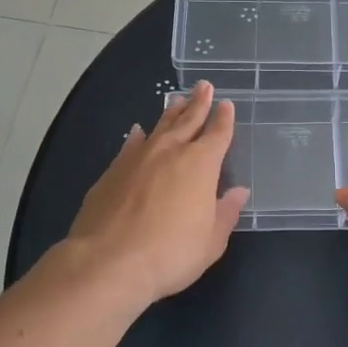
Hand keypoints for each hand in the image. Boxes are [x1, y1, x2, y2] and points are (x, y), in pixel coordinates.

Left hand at [65, 81, 250, 306]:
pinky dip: (137, 136)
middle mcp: (170, 152)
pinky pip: (130, 145)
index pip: (217, 134)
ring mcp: (138, 158)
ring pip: (159, 127)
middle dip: (198, 103)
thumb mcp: (211, 241)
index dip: (223, 119)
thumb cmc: (171, 253)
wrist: (109, 261)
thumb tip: (238, 192)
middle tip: (203, 85)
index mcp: (201, 165)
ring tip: (176, 99)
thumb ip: (225, 213)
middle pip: (188, 120)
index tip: (226, 104)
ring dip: (170, 113)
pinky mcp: (112, 171)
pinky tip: (138, 132)